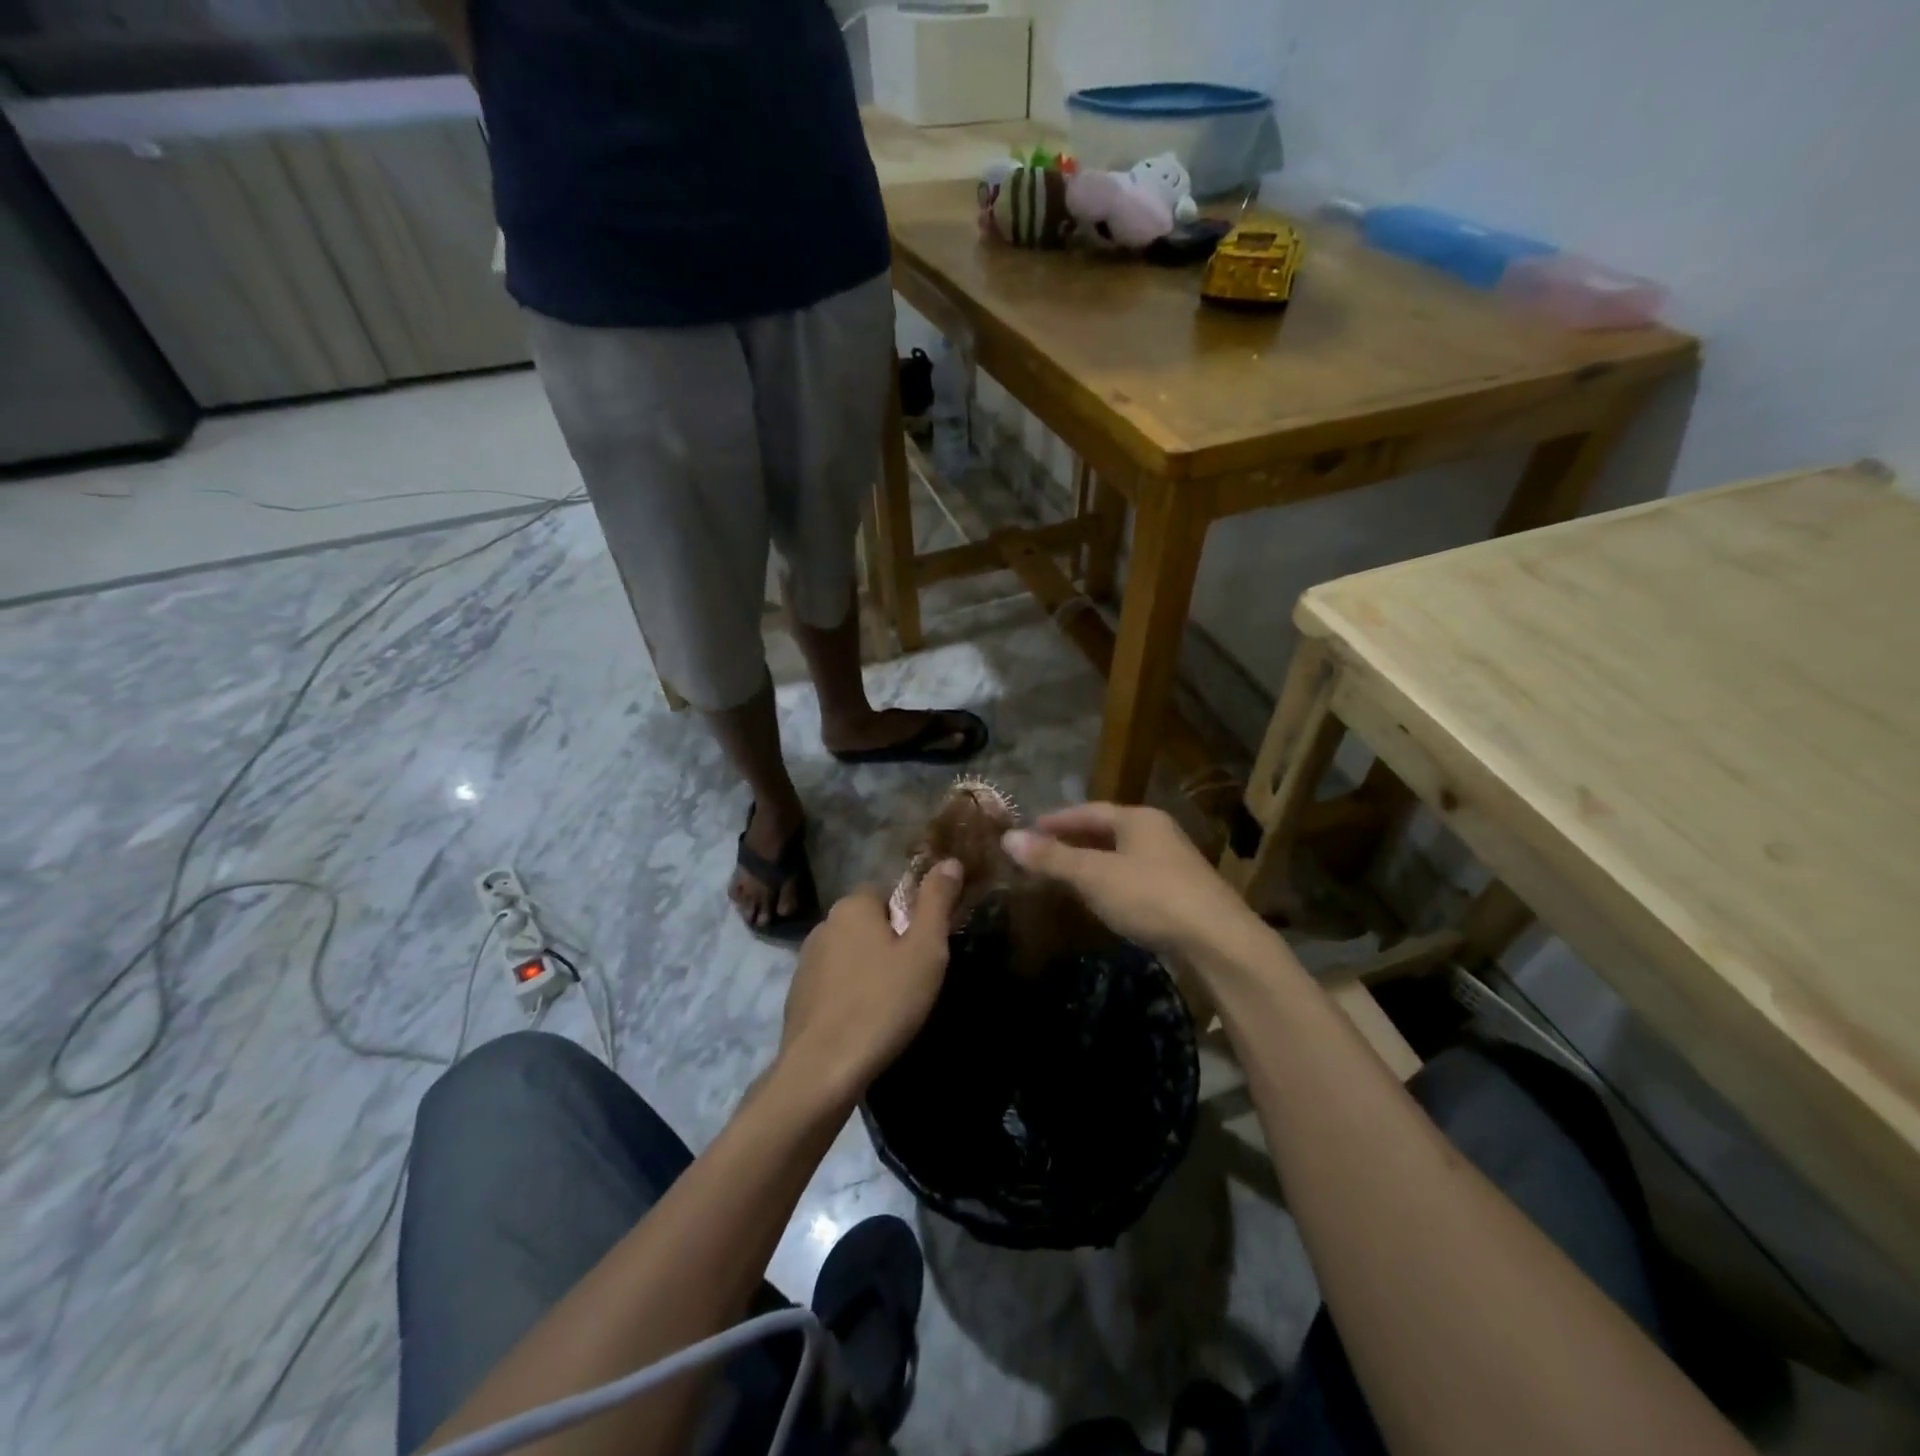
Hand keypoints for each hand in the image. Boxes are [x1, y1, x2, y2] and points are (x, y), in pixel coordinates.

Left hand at [777, 859, 965, 1100]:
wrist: (823, 1069)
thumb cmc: (883, 1002)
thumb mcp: (925, 950)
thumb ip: (937, 901)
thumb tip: (950, 861)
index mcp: (852, 905)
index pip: (890, 893)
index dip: (913, 918)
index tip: (928, 949)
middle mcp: (824, 923)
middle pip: (870, 923)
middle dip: (892, 944)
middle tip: (915, 979)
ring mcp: (806, 961)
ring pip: (852, 953)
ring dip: (871, 969)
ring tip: (892, 1004)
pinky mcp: (799, 994)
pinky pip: (836, 982)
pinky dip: (851, 993)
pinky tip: (865, 1020)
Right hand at [1001, 803, 1260, 960]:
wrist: (1219, 941)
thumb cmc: (1151, 897)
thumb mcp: (1095, 876)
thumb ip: (1052, 858)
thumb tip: (1008, 838)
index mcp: (1139, 819)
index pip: (1088, 811)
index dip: (1056, 820)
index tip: (1029, 830)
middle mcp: (1158, 833)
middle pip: (1106, 831)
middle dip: (1072, 842)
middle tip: (1041, 854)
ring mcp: (1173, 863)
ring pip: (1121, 856)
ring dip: (1092, 863)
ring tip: (1063, 876)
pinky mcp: (1182, 892)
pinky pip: (1134, 878)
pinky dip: (1110, 882)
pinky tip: (1100, 900)